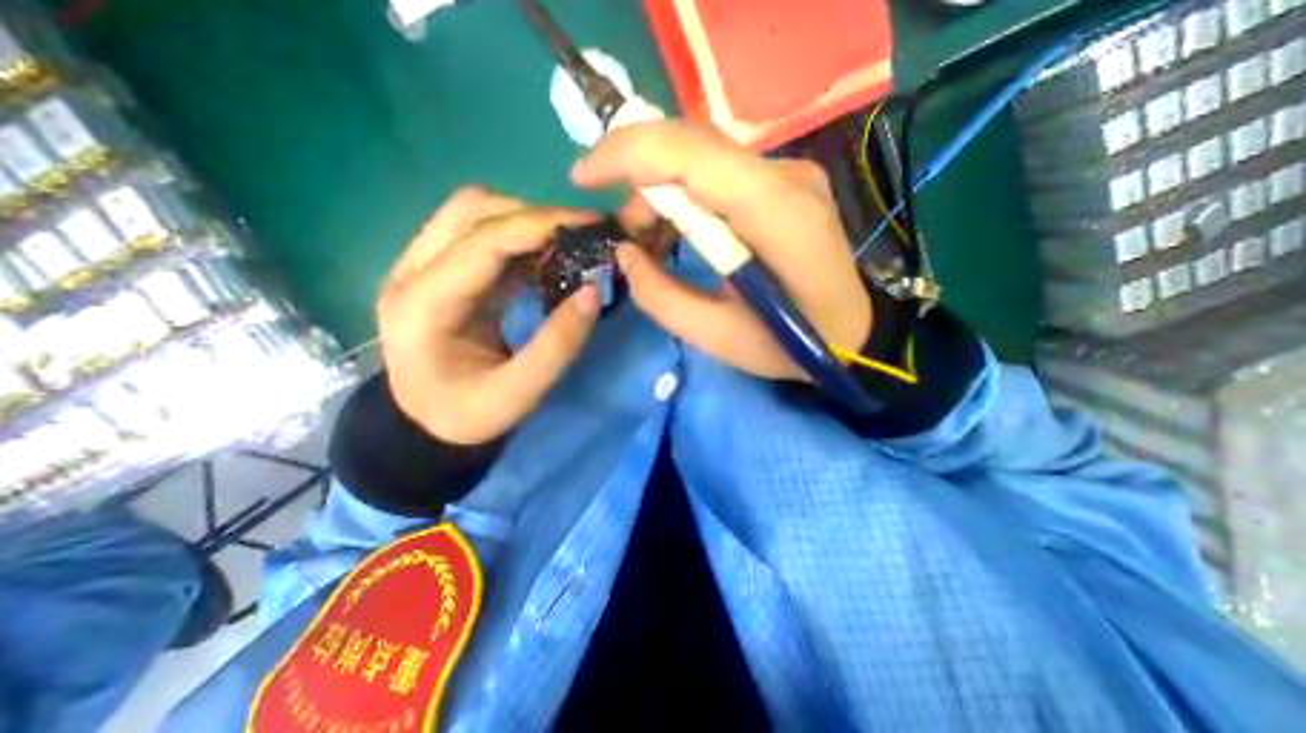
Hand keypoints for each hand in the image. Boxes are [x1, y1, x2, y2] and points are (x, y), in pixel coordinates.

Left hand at [379, 187, 601, 442]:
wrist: (426, 422)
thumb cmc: (466, 415)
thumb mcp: (516, 395)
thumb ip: (556, 347)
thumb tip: (591, 292)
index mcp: (420, 305)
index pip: (481, 242)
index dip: (537, 225)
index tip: (589, 224)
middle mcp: (411, 273)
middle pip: (470, 211)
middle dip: (532, 215)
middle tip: (581, 235)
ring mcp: (421, 267)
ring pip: (473, 214)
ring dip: (524, 222)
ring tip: (567, 244)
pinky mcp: (440, 271)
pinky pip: (480, 236)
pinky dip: (519, 239)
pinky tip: (546, 257)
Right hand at [571, 119, 863, 383]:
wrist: (851, 333)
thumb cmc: (791, 345)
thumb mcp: (718, 339)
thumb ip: (661, 298)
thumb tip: (624, 254)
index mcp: (776, 217)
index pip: (693, 154)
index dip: (628, 153)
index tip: (583, 176)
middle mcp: (787, 178)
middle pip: (693, 142)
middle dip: (638, 173)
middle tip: (623, 227)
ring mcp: (792, 174)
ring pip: (704, 153)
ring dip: (661, 186)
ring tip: (648, 235)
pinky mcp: (787, 182)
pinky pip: (721, 170)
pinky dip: (686, 191)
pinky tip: (680, 228)